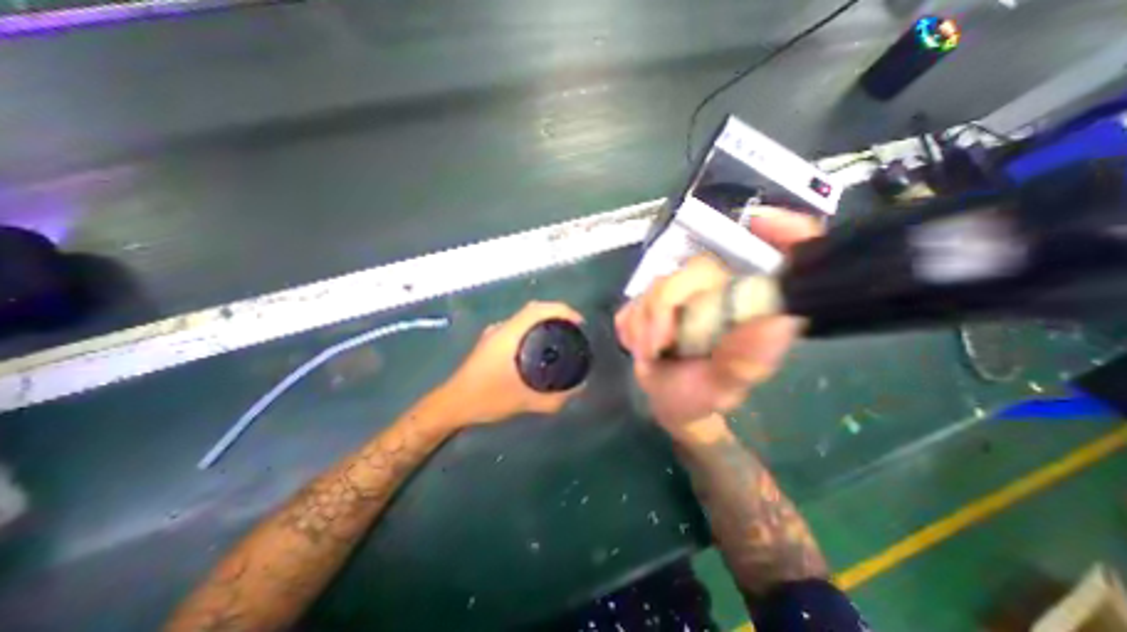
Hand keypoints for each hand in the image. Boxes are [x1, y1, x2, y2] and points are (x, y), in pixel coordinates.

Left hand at [445, 301, 586, 424]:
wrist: (452, 404)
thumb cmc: (486, 398)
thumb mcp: (525, 401)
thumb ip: (555, 398)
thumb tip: (580, 388)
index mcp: (509, 334)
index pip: (538, 309)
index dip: (561, 310)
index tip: (579, 322)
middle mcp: (502, 328)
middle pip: (534, 310)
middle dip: (557, 314)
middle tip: (574, 330)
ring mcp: (494, 334)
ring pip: (525, 318)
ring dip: (544, 321)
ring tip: (561, 336)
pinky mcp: (491, 342)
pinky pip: (518, 327)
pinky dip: (533, 330)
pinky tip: (539, 348)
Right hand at [615, 204, 819, 433]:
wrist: (666, 399)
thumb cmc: (700, 395)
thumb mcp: (724, 387)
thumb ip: (746, 359)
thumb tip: (776, 321)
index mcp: (753, 308)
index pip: (788, 254)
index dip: (785, 230)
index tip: (759, 223)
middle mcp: (723, 292)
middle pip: (696, 269)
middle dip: (664, 307)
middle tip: (657, 345)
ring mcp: (685, 293)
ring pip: (657, 284)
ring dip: (644, 322)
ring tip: (649, 352)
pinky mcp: (655, 299)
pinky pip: (635, 300)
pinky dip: (631, 325)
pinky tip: (641, 344)